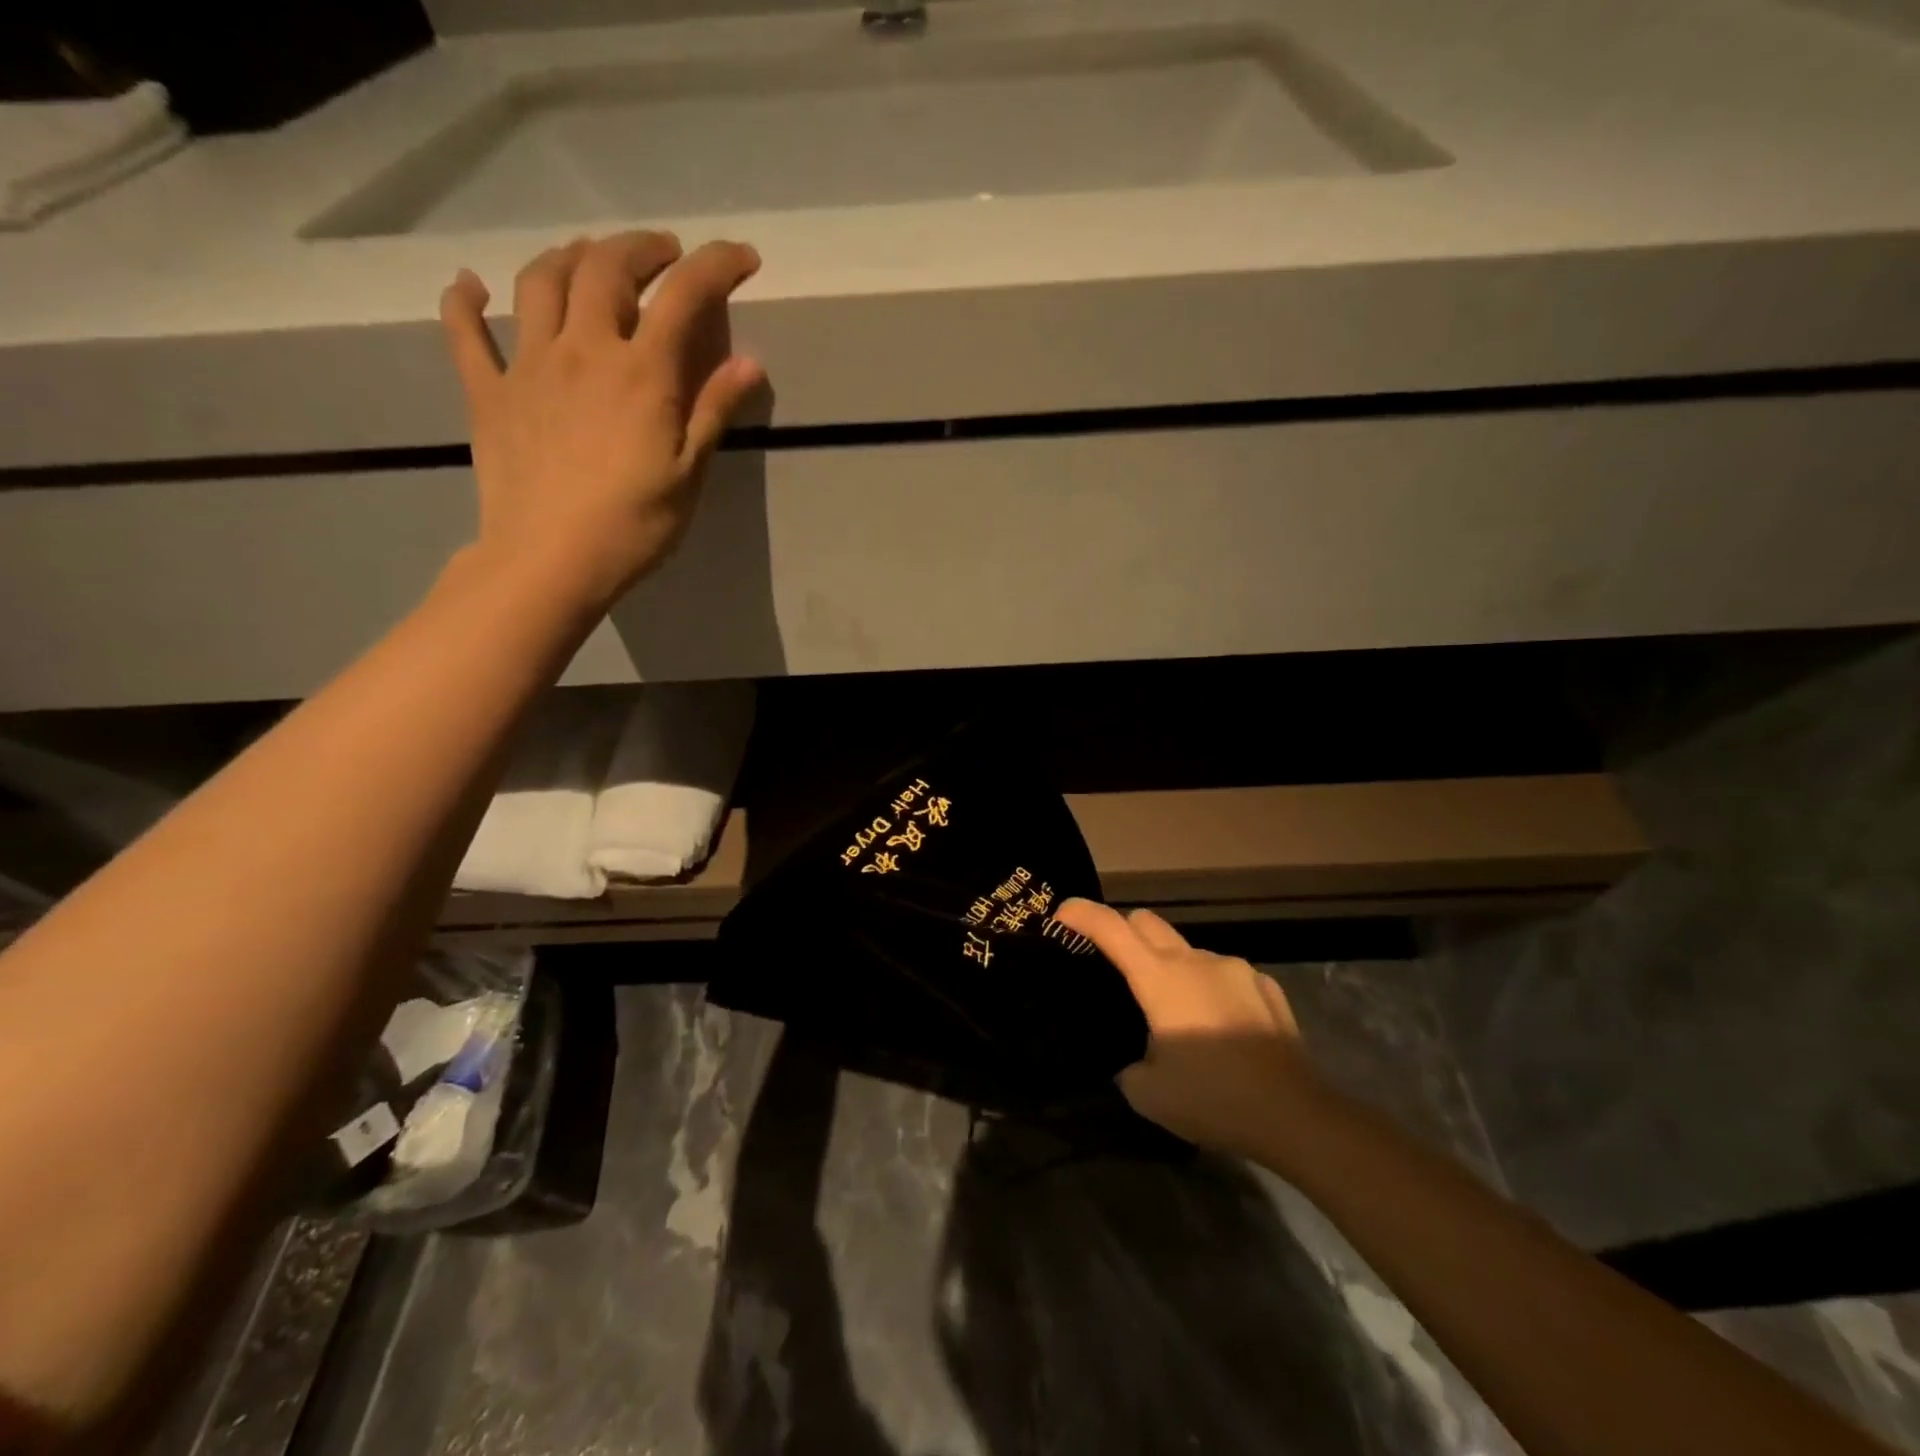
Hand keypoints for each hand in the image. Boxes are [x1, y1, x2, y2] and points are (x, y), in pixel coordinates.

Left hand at [439, 230, 765, 609]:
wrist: (550, 562)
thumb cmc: (633, 526)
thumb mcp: (689, 474)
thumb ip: (714, 410)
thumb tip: (750, 362)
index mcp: (641, 373)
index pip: (684, 297)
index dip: (716, 266)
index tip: (742, 256)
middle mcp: (583, 349)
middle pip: (606, 268)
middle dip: (640, 247)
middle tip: (662, 253)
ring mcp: (527, 365)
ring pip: (541, 281)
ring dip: (569, 256)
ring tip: (589, 258)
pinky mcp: (487, 392)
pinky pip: (465, 331)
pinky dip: (465, 300)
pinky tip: (471, 286)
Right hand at [1052, 900, 1323, 1158]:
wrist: (1297, 1116)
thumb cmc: (1214, 1099)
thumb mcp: (1148, 1094)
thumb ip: (1128, 1065)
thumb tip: (1136, 1058)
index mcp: (1160, 979)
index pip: (1111, 929)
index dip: (1082, 914)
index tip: (1061, 912)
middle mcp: (1196, 960)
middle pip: (1147, 922)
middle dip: (1123, 931)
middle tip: (1115, 966)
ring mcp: (1235, 969)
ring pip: (1187, 950)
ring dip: (1170, 967)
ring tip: (1176, 1014)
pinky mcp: (1266, 985)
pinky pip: (1223, 973)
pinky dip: (1208, 987)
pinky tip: (1219, 1026)